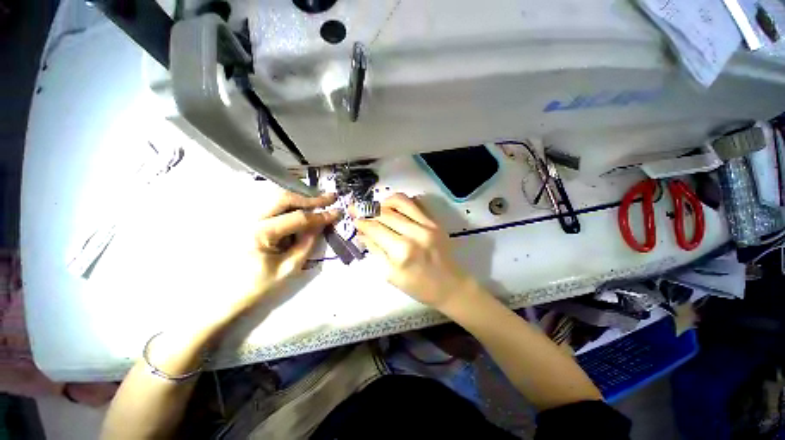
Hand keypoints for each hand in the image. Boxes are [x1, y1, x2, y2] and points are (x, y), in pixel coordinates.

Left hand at [228, 191, 340, 316]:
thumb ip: (307, 243)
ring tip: (318, 202)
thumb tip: (321, 224)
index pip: (298, 218)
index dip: (320, 215)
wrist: (224, 293)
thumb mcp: (289, 267)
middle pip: (284, 198)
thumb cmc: (258, 284)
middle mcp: (249, 218)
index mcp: (260, 234)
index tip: (337, 212)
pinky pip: (270, 204)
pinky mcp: (245, 218)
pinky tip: (300, 207)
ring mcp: (244, 216)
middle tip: (330, 198)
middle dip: (310, 198)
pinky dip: (289, 203)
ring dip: (300, 199)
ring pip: (276, 197)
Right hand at [354, 193, 470, 309]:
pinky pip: (416, 203)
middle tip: (358, 209)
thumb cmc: (418, 286)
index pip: (375, 228)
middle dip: (368, 210)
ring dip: (385, 202)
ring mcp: (427, 225)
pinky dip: (402, 202)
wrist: (450, 285)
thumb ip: (375, 251)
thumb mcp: (391, 275)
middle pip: (385, 213)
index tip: (354, 218)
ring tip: (378, 208)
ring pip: (400, 202)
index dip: (361, 221)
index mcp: (401, 251)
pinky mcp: (435, 222)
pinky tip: (395, 208)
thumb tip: (362, 233)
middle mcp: (414, 233)